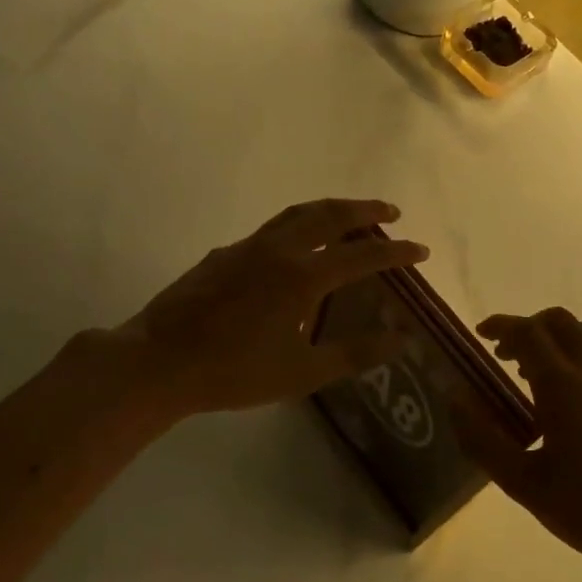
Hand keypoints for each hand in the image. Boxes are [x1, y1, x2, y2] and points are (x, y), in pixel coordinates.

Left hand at [108, 198, 427, 417]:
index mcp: (303, 277)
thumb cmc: (235, 372)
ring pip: (297, 214)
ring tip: (348, 216)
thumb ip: (355, 353)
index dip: (397, 252)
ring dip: (329, 210)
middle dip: (365, 209)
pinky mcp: (223, 255)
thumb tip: (401, 339)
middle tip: (390, 210)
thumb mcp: (303, 373)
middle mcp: (279, 251)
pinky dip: (296, 228)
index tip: (422, 250)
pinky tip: (293, 251)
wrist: (159, 363)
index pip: (364, 254)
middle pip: (330, 215)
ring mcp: (247, 248)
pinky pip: (270, 231)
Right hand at [454, 307, 581, 577]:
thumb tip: (455, 399)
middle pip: (561, 322)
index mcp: (564, 384)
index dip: (501, 325)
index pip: (527, 331)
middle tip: (510, 357)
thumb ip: (483, 439)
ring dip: (560, 345)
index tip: (482, 334)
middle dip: (530, 328)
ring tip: (543, 381)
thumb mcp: (524, 484)